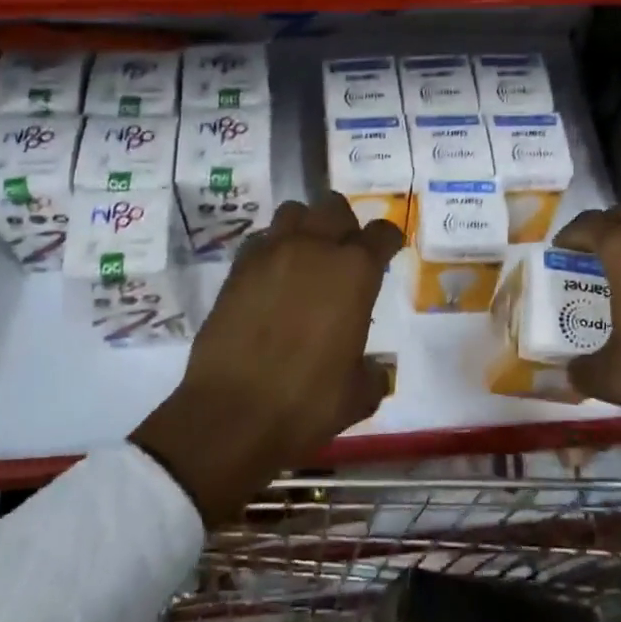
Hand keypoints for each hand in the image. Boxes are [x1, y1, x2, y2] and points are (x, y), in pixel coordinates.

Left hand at [134, 194, 403, 523]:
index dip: (389, 240)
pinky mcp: (236, 270)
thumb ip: (373, 372)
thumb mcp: (358, 394)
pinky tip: (272, 278)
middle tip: (345, 252)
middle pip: (334, 207)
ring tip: (306, 256)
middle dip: (345, 224)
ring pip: (293, 212)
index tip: (388, 251)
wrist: (231, 415)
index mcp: (354, 272)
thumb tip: (372, 368)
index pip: (381, 233)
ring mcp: (270, 254)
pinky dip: (272, 249)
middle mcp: (313, 249)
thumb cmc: (306, 403)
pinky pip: (260, 240)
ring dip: (306, 226)